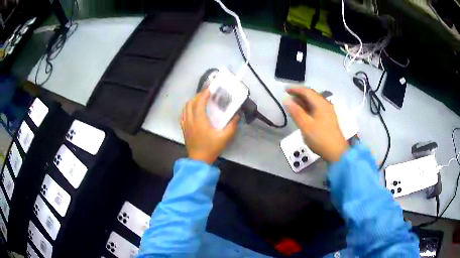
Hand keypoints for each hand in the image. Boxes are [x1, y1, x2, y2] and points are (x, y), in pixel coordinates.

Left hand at [181, 89, 239, 164]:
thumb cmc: (211, 148)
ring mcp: (186, 125)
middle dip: (197, 96)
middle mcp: (190, 120)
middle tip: (206, 94)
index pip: (199, 103)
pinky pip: (183, 115)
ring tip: (200, 100)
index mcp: (200, 121)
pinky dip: (187, 109)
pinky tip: (193, 110)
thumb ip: (232, 126)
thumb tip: (236, 116)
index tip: (209, 89)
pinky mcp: (184, 129)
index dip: (204, 95)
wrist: (199, 160)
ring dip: (192, 101)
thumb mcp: (225, 138)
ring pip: (185, 108)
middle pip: (190, 103)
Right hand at [284, 87, 348, 161]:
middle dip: (299, 95)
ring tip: (292, 104)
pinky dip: (307, 108)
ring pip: (313, 103)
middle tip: (287, 97)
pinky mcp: (327, 119)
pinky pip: (316, 109)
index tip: (285, 90)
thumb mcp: (306, 125)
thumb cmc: (320, 138)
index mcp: (321, 104)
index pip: (307, 91)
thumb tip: (287, 100)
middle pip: (311, 96)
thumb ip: (296, 112)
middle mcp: (325, 105)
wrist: (336, 152)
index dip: (296, 89)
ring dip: (303, 102)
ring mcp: (327, 112)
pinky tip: (302, 113)